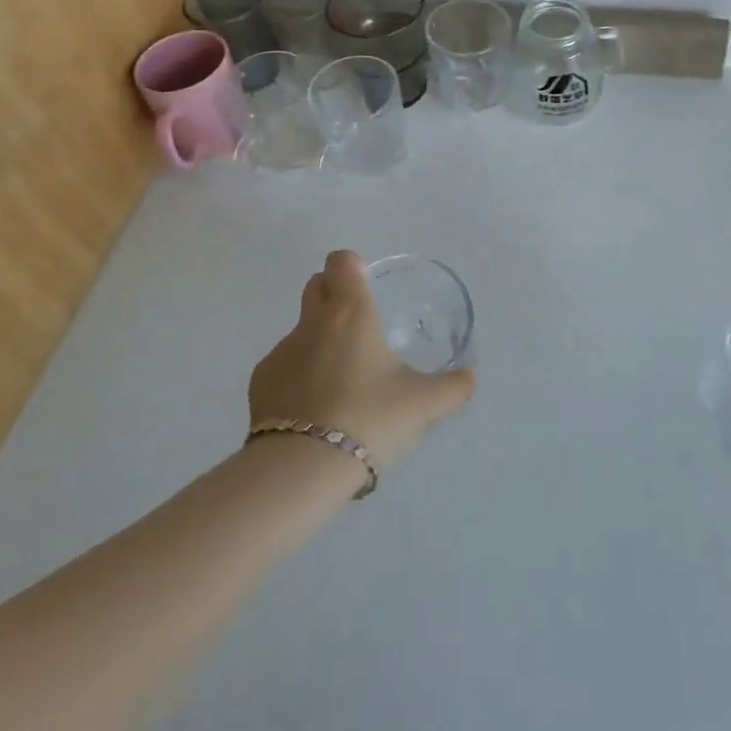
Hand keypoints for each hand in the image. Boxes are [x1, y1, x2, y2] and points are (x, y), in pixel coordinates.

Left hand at [249, 251, 475, 469]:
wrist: (302, 469)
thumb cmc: (369, 418)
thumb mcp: (422, 405)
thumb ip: (452, 388)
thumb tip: (471, 378)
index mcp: (351, 311)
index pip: (341, 261)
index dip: (352, 267)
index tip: (366, 288)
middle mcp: (312, 321)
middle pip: (316, 286)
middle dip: (333, 296)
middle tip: (358, 330)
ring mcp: (281, 351)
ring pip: (301, 331)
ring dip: (317, 344)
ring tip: (339, 386)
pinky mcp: (259, 384)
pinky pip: (282, 368)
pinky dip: (297, 379)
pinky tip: (313, 413)